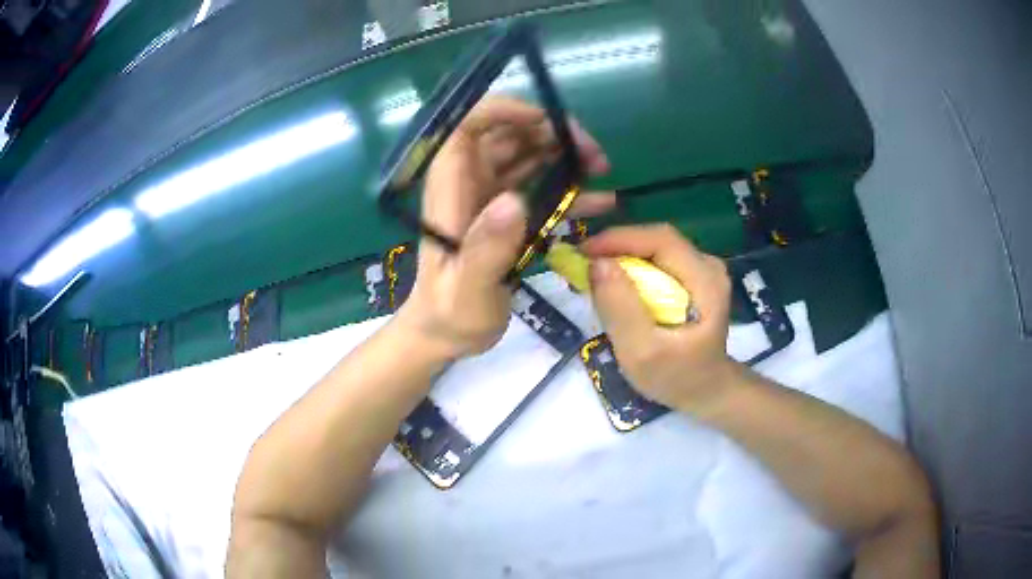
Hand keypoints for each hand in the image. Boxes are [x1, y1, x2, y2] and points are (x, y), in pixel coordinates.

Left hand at [398, 96, 613, 359]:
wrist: (446, 334)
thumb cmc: (450, 311)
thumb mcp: (468, 288)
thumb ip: (487, 248)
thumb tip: (514, 200)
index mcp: (451, 187)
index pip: (468, 125)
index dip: (504, 110)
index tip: (547, 121)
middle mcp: (470, 181)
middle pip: (508, 134)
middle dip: (551, 133)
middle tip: (594, 154)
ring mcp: (489, 196)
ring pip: (528, 155)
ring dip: (564, 155)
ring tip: (601, 168)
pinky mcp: (507, 214)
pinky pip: (540, 187)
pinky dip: (569, 188)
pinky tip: (600, 201)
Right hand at [581, 224, 737, 414]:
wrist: (705, 390)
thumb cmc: (676, 377)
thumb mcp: (642, 352)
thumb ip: (620, 308)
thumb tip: (596, 263)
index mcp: (706, 281)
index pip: (661, 240)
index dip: (619, 239)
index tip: (582, 252)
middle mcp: (708, 266)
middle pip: (657, 240)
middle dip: (617, 246)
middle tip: (582, 263)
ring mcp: (702, 269)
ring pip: (655, 248)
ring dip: (622, 255)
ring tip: (593, 272)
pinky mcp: (693, 276)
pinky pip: (657, 260)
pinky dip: (632, 267)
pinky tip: (615, 282)